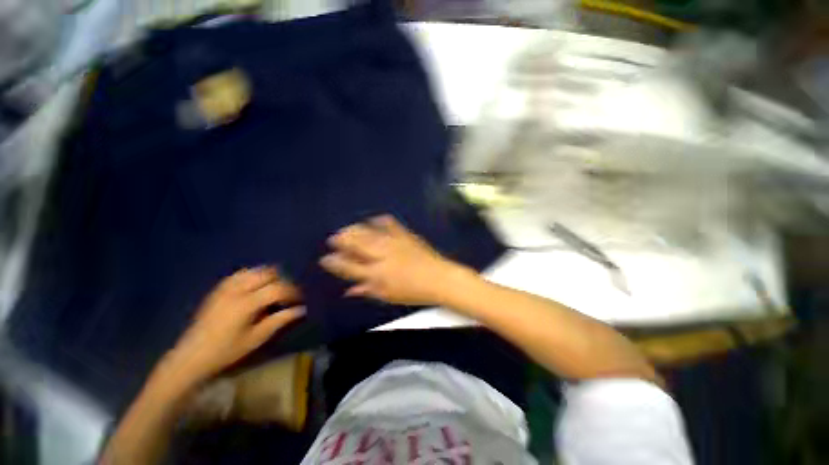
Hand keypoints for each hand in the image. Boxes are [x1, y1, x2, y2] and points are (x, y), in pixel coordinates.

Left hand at [161, 267, 304, 385]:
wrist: (191, 357)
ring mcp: (225, 288)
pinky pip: (240, 274)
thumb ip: (280, 320)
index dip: (292, 292)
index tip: (300, 300)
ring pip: (254, 270)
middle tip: (287, 294)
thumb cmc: (226, 351)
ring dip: (269, 276)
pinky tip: (256, 286)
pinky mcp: (218, 289)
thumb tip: (301, 310)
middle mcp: (236, 290)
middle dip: (282, 281)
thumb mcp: (256, 339)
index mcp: (246, 304)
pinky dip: (253, 275)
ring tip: (274, 289)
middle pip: (267, 274)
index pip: (277, 289)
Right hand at [320, 215, 467, 305]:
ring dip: (354, 229)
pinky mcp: (404, 235)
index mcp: (376, 274)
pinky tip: (373, 219)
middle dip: (341, 239)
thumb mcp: (388, 296)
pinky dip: (379, 220)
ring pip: (368, 232)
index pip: (348, 267)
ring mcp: (393, 242)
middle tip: (333, 238)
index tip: (325, 258)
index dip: (334, 262)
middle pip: (355, 244)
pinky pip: (389, 223)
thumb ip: (368, 290)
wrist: (438, 278)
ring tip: (347, 228)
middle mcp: (381, 256)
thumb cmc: (413, 292)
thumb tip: (350, 290)